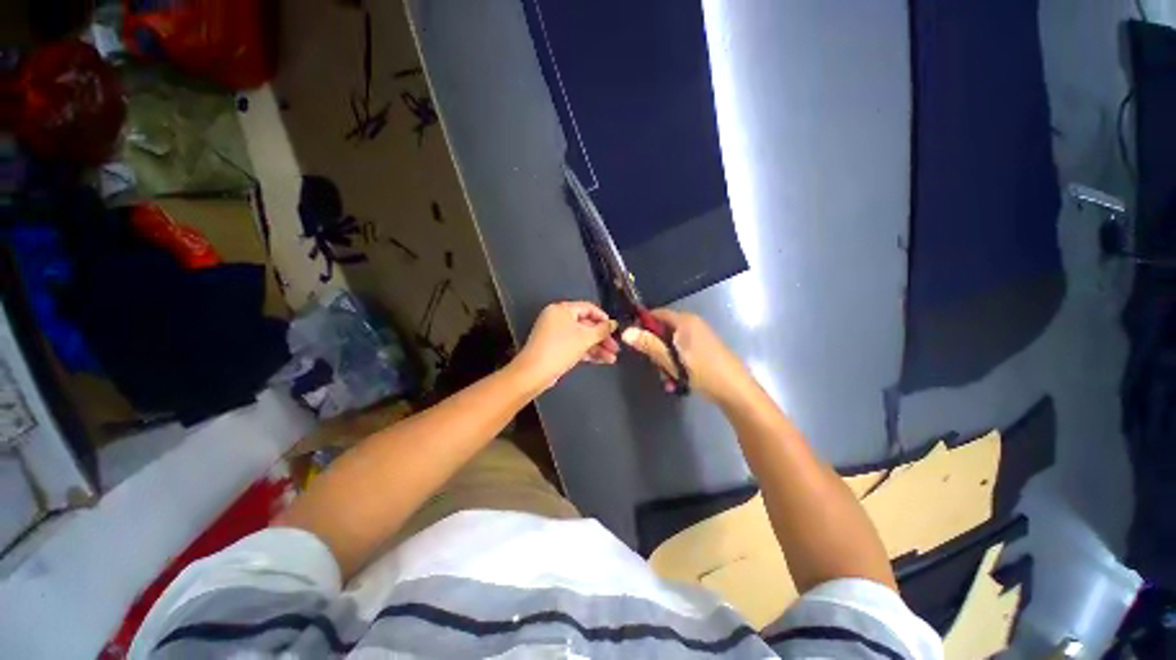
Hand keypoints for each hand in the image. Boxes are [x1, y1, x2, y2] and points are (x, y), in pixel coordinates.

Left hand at [513, 301, 619, 391]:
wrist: (535, 372)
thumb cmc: (561, 349)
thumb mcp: (585, 338)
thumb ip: (602, 330)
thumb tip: (613, 323)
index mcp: (562, 309)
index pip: (588, 308)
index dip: (603, 318)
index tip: (615, 329)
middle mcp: (558, 318)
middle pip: (586, 324)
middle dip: (602, 337)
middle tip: (615, 348)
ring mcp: (555, 334)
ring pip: (581, 337)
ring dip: (597, 347)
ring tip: (612, 359)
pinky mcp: (555, 348)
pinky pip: (575, 346)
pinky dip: (587, 352)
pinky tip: (602, 361)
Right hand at [621, 309, 750, 401]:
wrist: (736, 390)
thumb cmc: (702, 371)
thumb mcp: (671, 359)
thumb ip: (648, 344)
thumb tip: (625, 332)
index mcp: (685, 320)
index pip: (656, 313)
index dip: (642, 325)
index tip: (634, 341)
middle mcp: (692, 324)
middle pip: (663, 330)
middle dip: (655, 348)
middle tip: (655, 366)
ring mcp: (699, 336)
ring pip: (671, 343)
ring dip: (665, 360)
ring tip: (668, 378)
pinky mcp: (704, 348)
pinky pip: (682, 351)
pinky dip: (676, 363)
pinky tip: (677, 380)